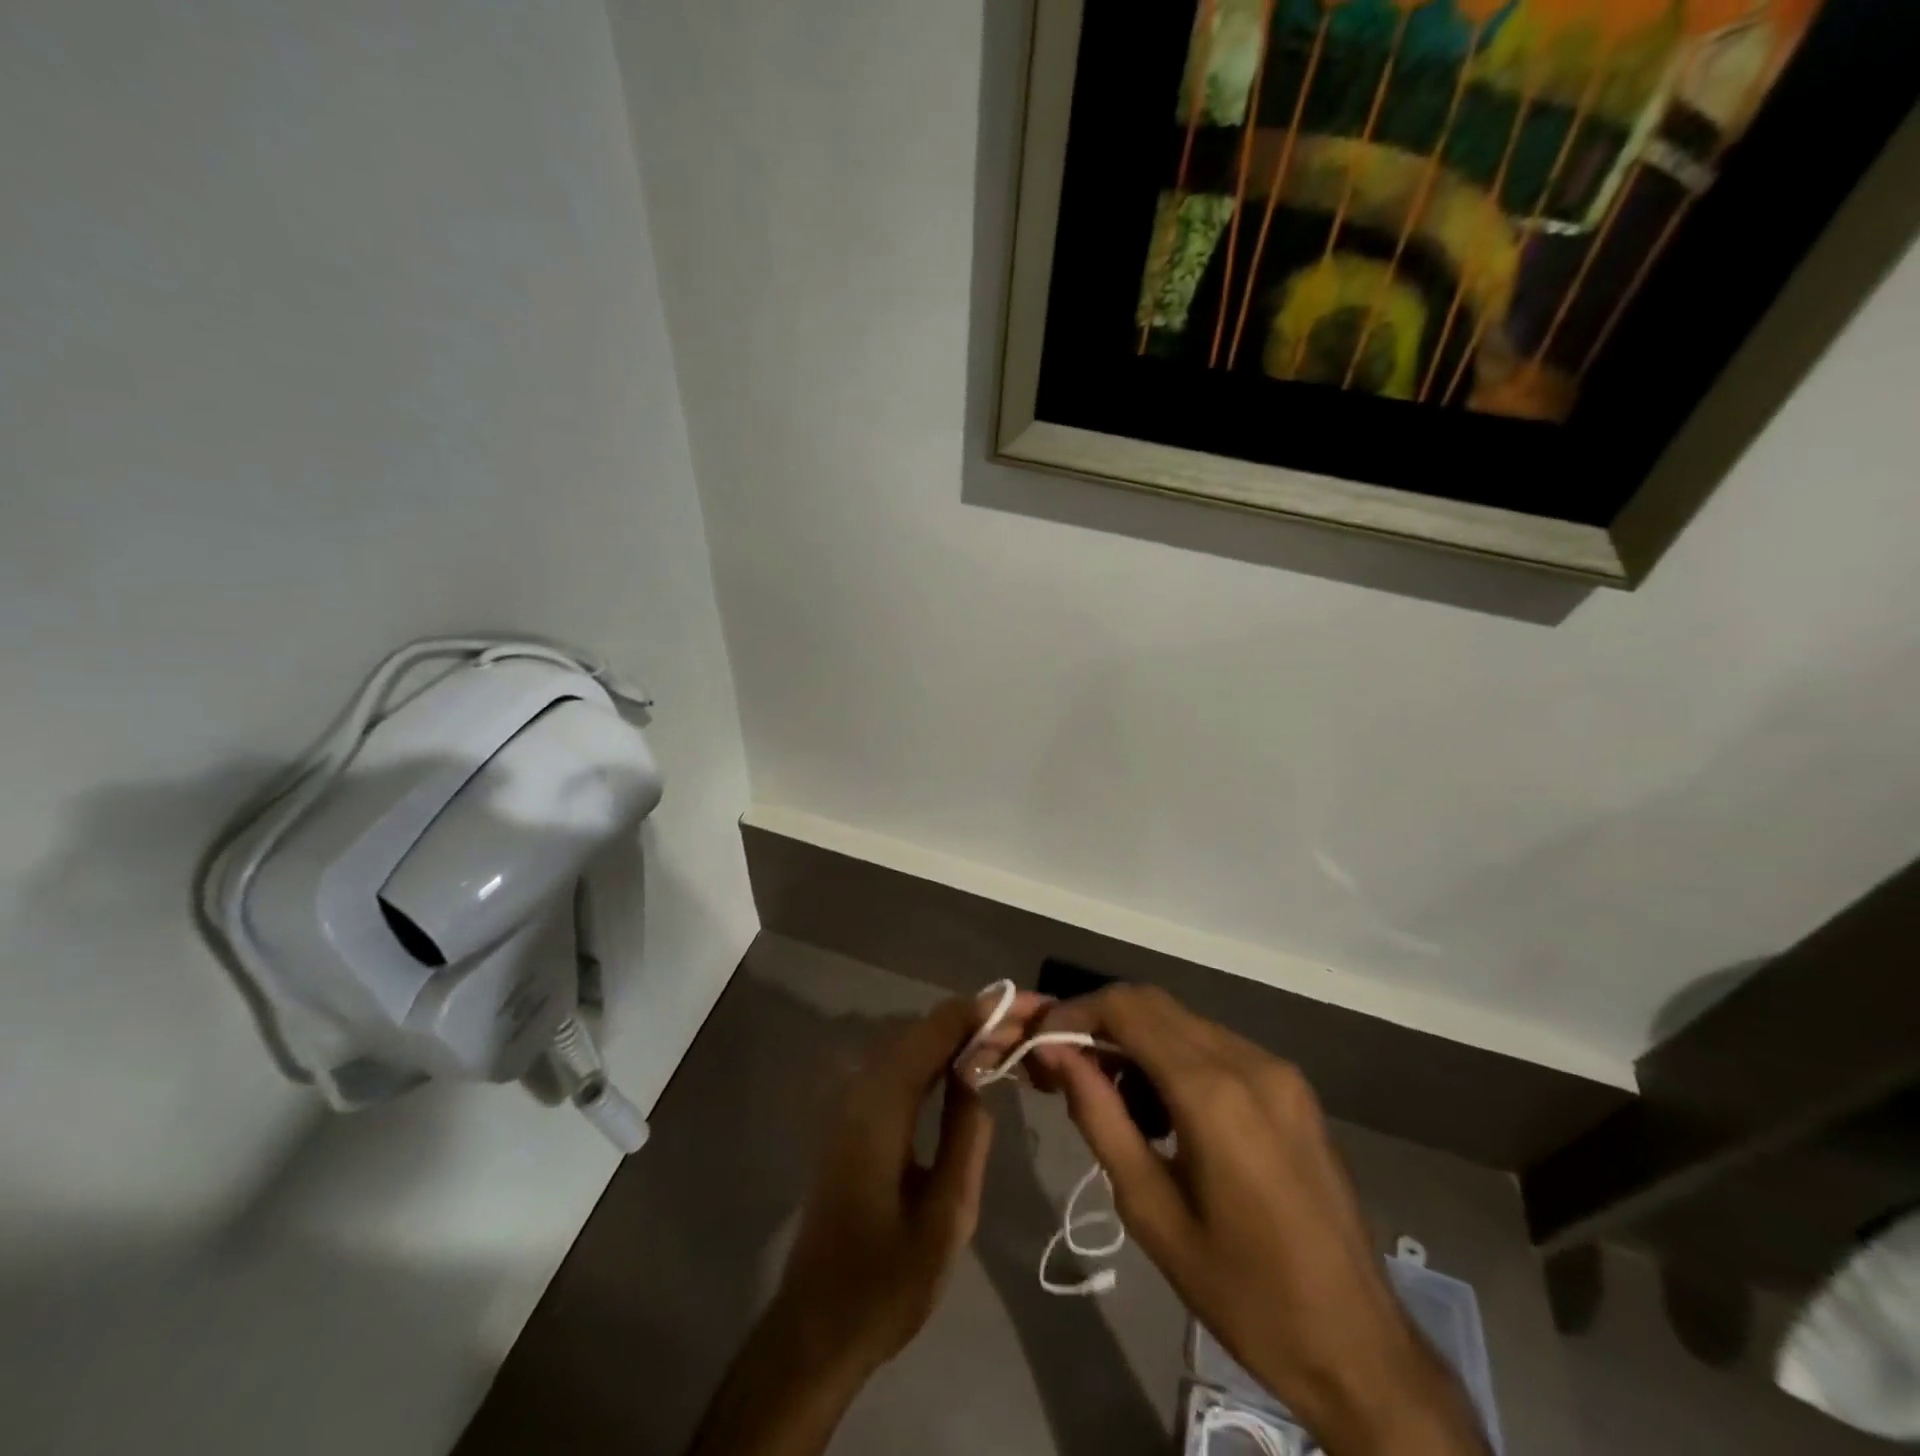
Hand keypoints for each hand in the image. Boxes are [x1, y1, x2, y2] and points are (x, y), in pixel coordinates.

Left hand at [775, 992, 1029, 1370]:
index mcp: (883, 1107)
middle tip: (1028, 1025)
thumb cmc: (887, 1281)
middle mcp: (861, 1090)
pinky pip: (899, 1068)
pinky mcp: (851, 1120)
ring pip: (910, 1045)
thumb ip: (967, 1135)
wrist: (818, 1327)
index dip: (982, 1011)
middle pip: (923, 1030)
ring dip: (957, 1036)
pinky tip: (965, 1069)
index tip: (1028, 1005)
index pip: (936, 1031)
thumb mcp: (948, 1215)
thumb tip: (980, 1073)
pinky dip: (936, 1057)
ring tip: (1007, 1040)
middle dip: (976, 1020)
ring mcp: (851, 1104)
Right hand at [1031, 986, 1487, 1455]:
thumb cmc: (1243, 1294)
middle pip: (1153, 1004)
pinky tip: (1164, 1111)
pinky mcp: (1292, 1087)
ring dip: (1137, 1040)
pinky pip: (1216, 1046)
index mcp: (1212, 1092)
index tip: (1041, 1042)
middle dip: (1101, 1022)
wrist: (1359, 1348)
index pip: (1127, 1009)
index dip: (1075, 1013)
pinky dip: (1175, 1057)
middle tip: (1065, 1067)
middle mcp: (1248, 1060)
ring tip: (1113, 1099)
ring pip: (1183, 1022)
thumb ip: (1099, 1117)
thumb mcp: (1150, 1210)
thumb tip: (1057, 1053)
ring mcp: (1277, 1069)